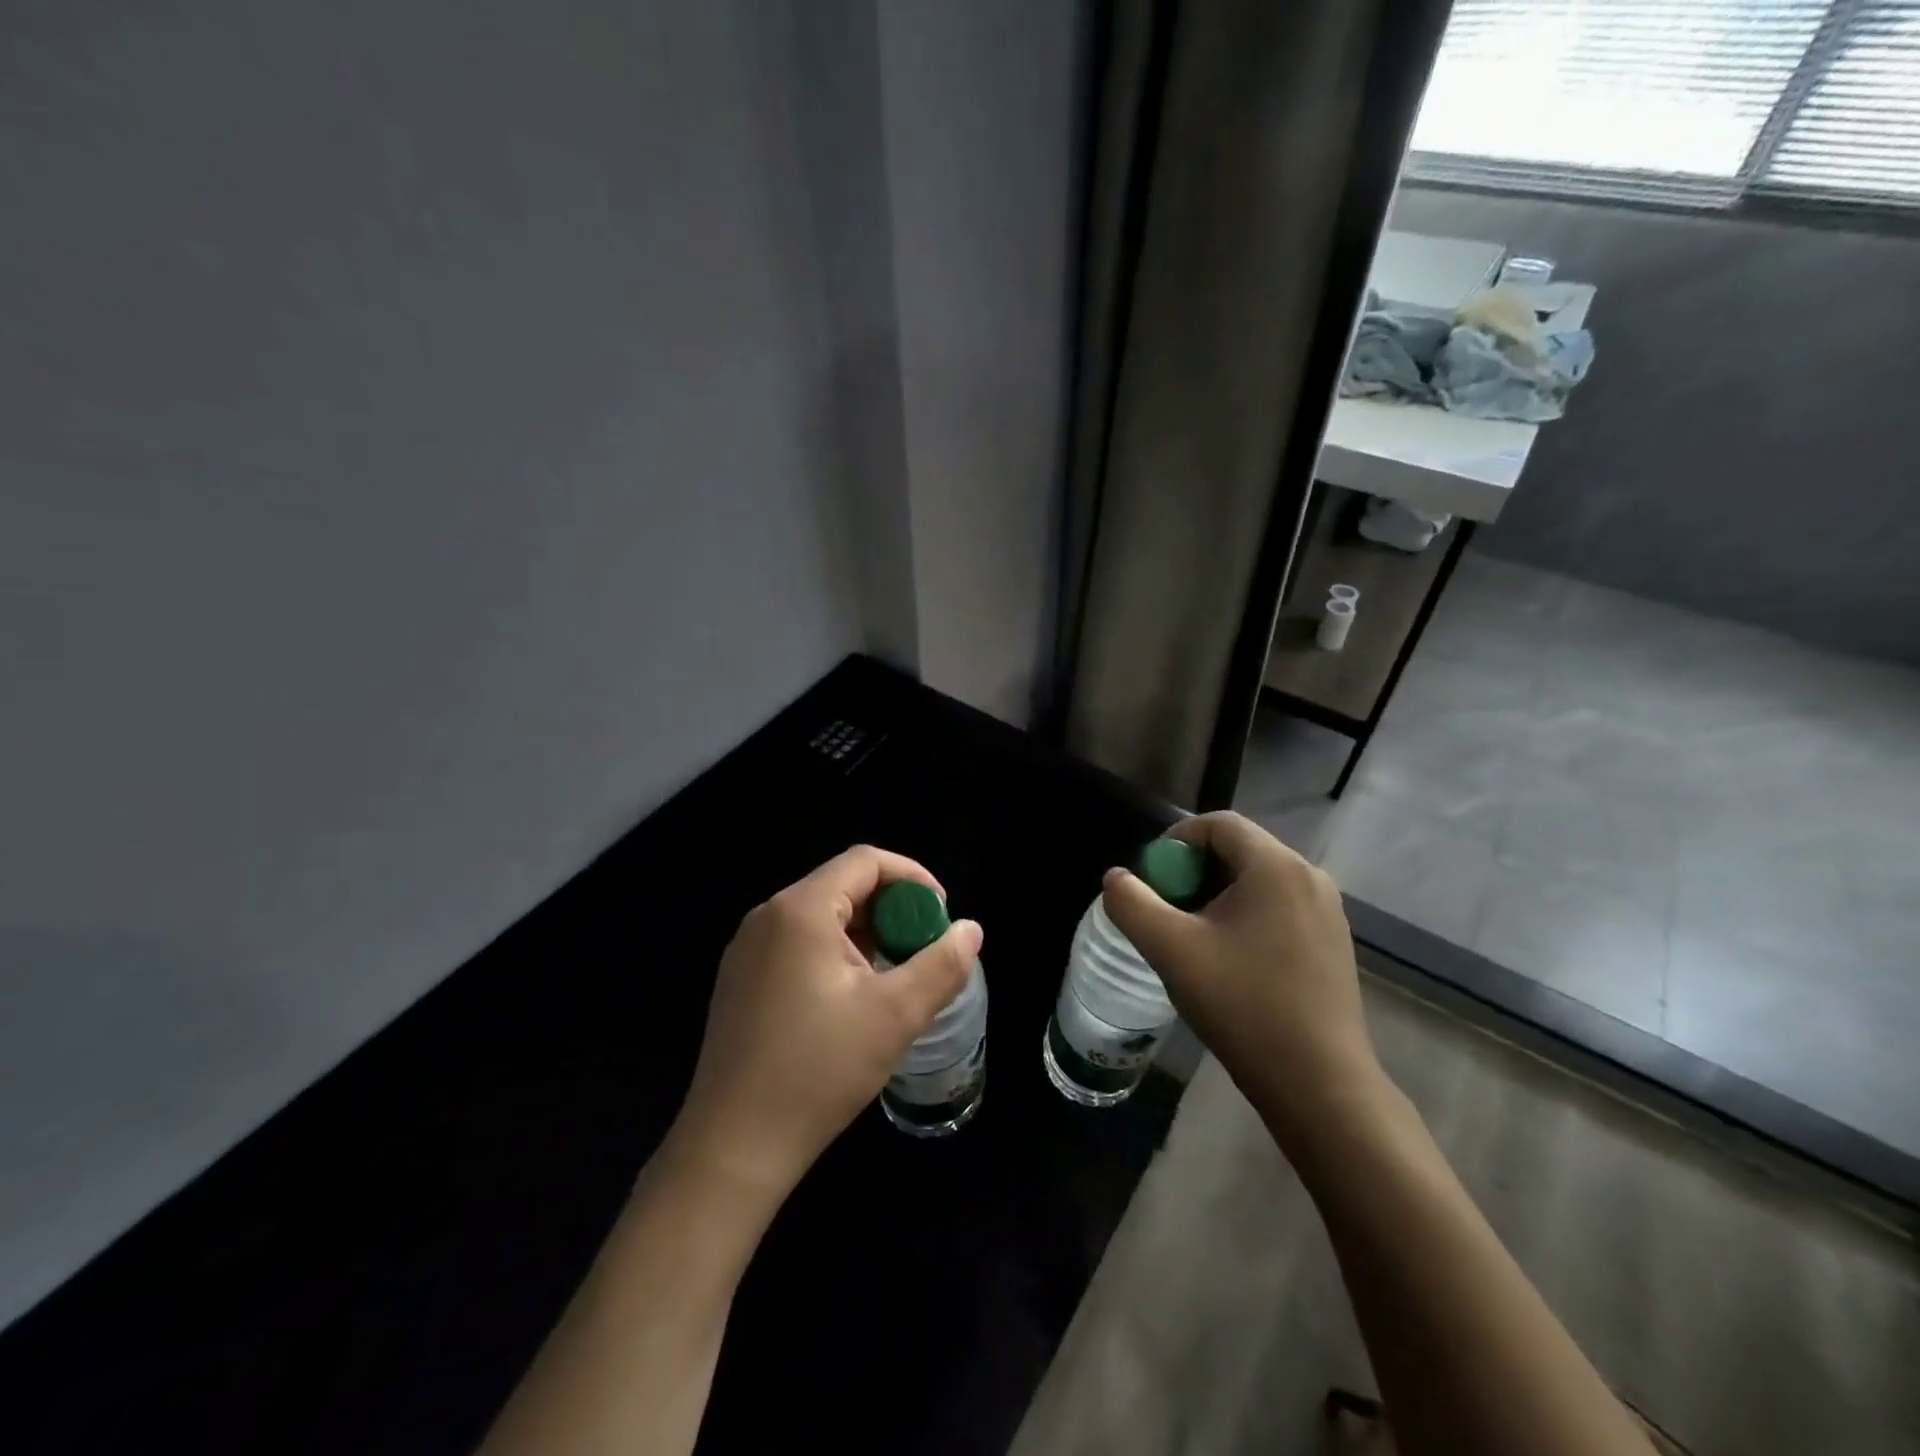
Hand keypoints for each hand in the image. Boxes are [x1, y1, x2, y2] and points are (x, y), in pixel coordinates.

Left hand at [669, 845, 982, 1202]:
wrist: (733, 1146)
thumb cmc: (818, 1071)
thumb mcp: (894, 1015)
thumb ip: (941, 965)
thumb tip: (970, 930)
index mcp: (801, 911)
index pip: (865, 862)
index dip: (913, 878)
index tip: (941, 917)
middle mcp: (768, 917)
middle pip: (843, 886)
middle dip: (892, 911)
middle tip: (922, 952)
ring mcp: (747, 950)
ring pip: (822, 918)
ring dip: (866, 936)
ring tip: (894, 979)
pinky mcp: (740, 981)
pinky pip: (798, 945)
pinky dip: (836, 955)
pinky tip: (852, 1000)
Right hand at [1100, 812, 1384, 1150]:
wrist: (1319, 1084)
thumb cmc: (1243, 1005)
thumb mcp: (1171, 950)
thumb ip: (1131, 903)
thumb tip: (1116, 878)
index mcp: (1276, 866)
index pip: (1218, 824)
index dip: (1176, 840)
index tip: (1152, 877)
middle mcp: (1309, 876)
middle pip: (1239, 850)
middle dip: (1194, 872)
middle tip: (1166, 909)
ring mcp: (1328, 911)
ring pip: (1258, 881)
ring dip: (1217, 895)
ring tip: (1192, 937)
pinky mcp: (1333, 942)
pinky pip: (1279, 907)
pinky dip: (1246, 916)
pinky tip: (1230, 959)